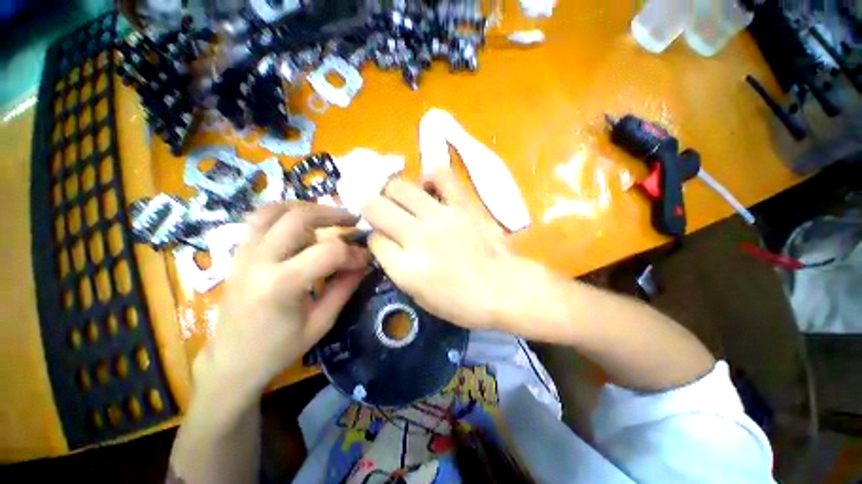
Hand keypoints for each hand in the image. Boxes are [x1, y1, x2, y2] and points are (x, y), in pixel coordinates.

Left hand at [196, 203, 369, 394]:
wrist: (231, 361)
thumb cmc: (278, 349)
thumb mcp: (321, 323)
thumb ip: (345, 288)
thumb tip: (365, 264)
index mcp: (281, 285)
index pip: (328, 252)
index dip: (354, 253)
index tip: (366, 258)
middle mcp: (259, 261)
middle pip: (300, 217)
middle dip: (333, 215)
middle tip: (353, 221)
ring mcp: (244, 253)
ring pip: (275, 210)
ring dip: (307, 208)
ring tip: (328, 216)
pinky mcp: (239, 253)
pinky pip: (260, 219)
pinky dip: (285, 212)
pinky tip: (301, 222)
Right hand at [362, 168, 526, 328]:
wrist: (505, 290)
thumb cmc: (462, 302)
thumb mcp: (419, 296)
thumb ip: (396, 267)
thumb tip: (385, 241)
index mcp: (406, 268)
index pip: (373, 239)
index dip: (374, 238)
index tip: (383, 239)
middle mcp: (418, 237)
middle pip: (376, 206)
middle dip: (373, 208)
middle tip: (383, 214)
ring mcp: (442, 217)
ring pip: (400, 187)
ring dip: (393, 192)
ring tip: (402, 201)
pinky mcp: (463, 205)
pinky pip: (441, 176)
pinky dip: (430, 178)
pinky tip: (429, 188)